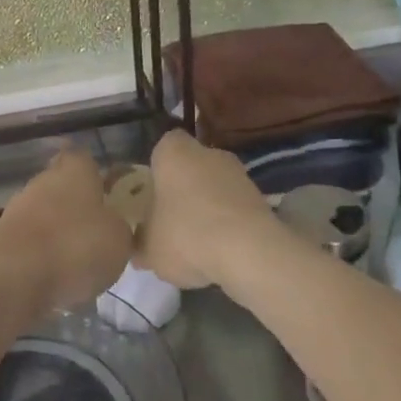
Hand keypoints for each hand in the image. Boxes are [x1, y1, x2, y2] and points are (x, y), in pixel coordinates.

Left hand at [0, 149, 132, 315]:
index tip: (106, 191)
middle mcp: (43, 180)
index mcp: (75, 170)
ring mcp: (18, 208)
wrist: (14, 278)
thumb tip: (112, 224)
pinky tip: (56, 280)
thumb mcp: (119, 239)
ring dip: (59, 233)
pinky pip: (31, 242)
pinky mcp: (2, 239)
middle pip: (62, 186)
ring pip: (45, 214)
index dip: (95, 173)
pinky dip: (42, 256)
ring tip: (79, 264)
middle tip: (97, 232)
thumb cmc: (75, 246)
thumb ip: (118, 226)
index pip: (84, 158)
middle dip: (77, 206)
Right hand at [137, 129, 278, 289]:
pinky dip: (228, 224)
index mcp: (174, 152)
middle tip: (170, 219)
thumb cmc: (186, 235)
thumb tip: (138, 248)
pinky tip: (220, 251)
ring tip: (196, 242)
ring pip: (216, 187)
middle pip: (191, 166)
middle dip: (183, 188)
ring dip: (208, 208)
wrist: (249, 253)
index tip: (151, 191)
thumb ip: (140, 243)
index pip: (163, 147)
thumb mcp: (148, 247)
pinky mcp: (262, 199)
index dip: (157, 167)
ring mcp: (239, 174)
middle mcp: (209, 153)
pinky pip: (235, 208)